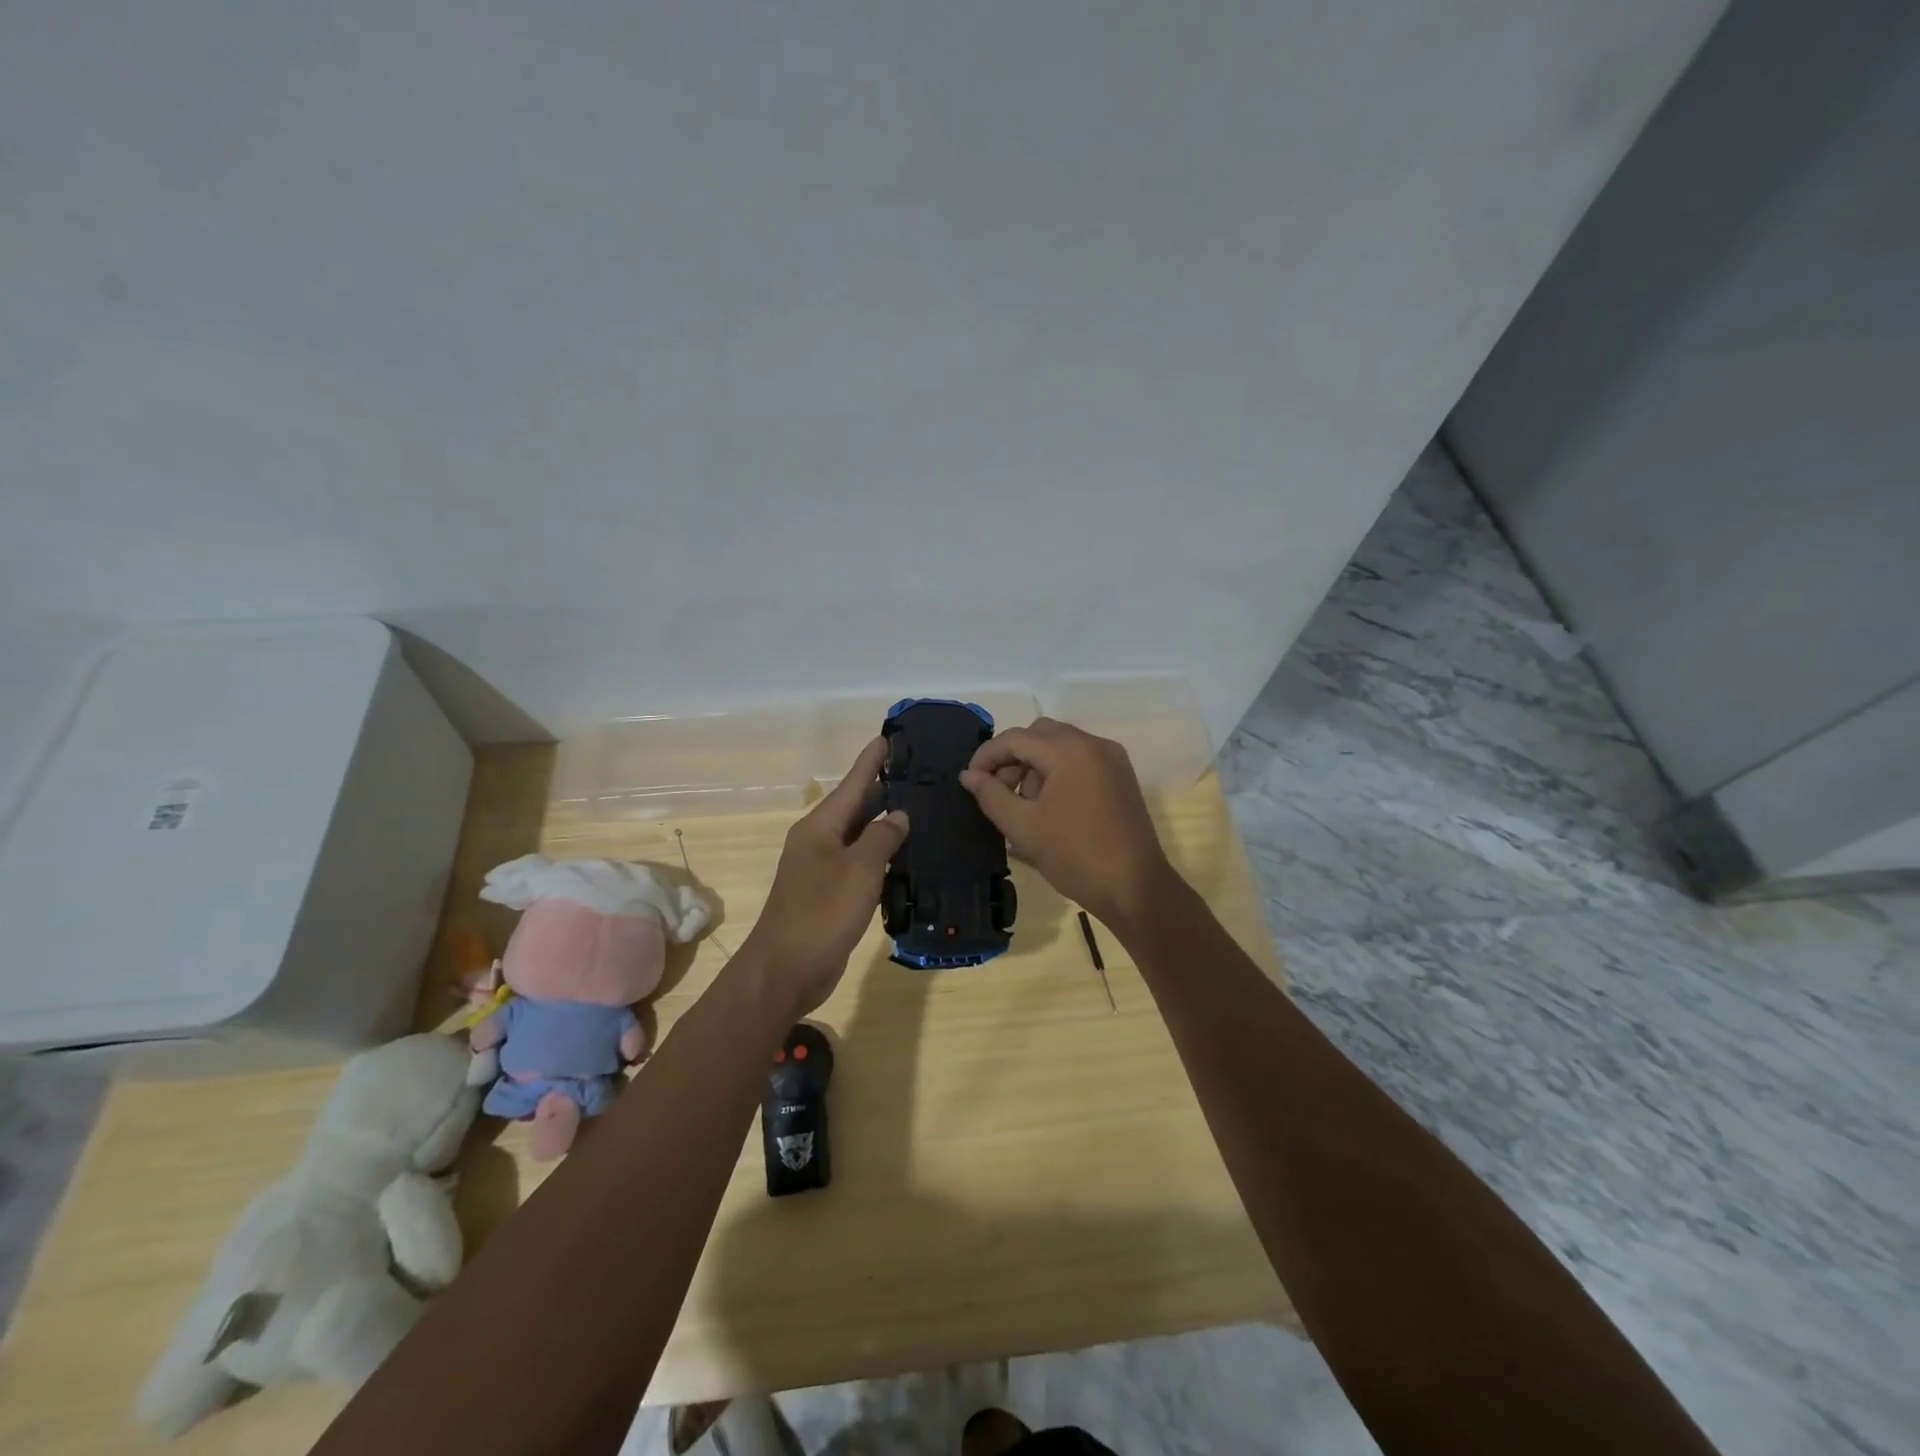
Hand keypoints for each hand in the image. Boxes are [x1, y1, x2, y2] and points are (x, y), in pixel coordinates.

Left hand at [741, 736, 908, 1015]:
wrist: (785, 971)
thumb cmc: (821, 914)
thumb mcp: (859, 870)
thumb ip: (881, 838)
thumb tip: (899, 816)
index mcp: (820, 827)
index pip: (852, 783)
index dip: (871, 761)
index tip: (889, 737)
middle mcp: (819, 841)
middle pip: (855, 806)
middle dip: (883, 789)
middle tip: (919, 774)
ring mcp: (823, 869)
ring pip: (859, 836)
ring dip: (884, 823)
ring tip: (920, 809)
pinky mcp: (831, 894)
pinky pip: (860, 863)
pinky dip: (881, 855)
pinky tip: (905, 856)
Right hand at [960, 717, 1174, 929]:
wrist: (1135, 889)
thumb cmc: (1075, 856)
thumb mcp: (1023, 827)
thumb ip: (991, 795)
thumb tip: (969, 775)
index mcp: (1071, 751)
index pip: (1017, 738)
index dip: (987, 756)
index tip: (969, 780)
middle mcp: (1095, 744)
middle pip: (1040, 735)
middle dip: (1012, 758)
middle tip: (997, 792)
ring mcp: (1112, 760)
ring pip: (1060, 746)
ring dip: (1034, 766)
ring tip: (1023, 805)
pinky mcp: (1121, 777)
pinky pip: (1080, 760)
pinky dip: (1057, 773)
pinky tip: (1048, 807)